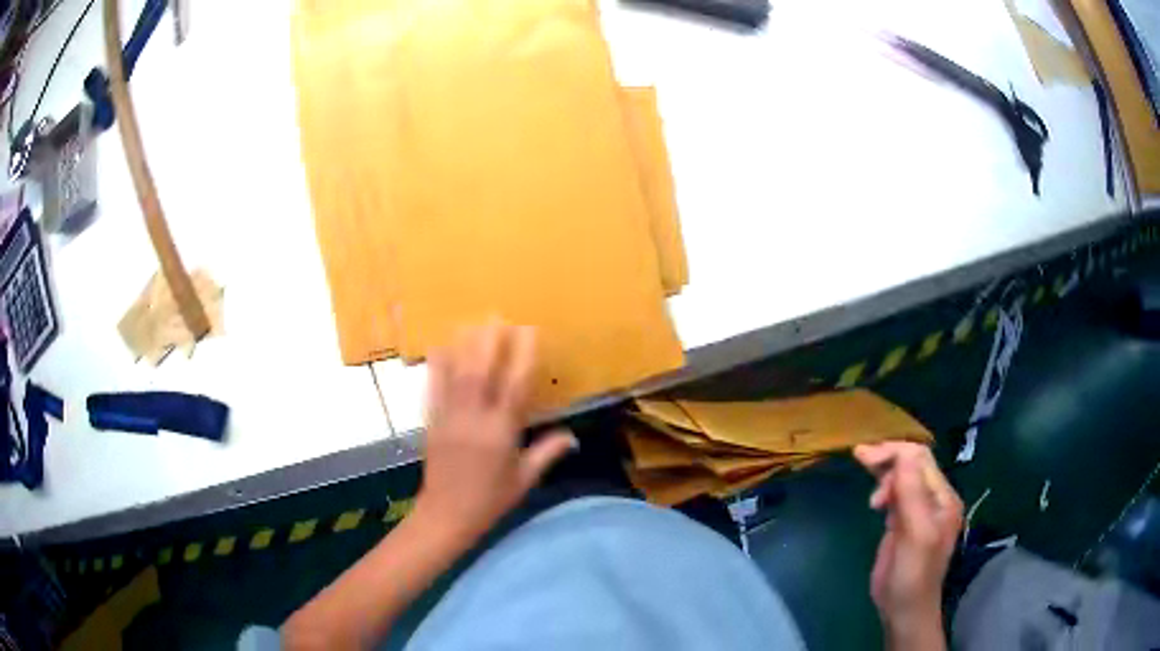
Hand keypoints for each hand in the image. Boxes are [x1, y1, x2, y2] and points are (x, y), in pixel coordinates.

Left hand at [415, 323, 576, 545]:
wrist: (448, 515)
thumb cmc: (491, 500)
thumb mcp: (524, 479)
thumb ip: (547, 452)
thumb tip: (573, 436)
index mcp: (501, 433)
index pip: (515, 387)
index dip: (523, 356)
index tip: (529, 332)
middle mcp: (474, 419)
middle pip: (481, 372)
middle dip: (488, 342)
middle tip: (496, 316)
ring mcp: (449, 418)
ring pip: (455, 376)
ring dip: (463, 346)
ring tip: (470, 322)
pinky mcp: (432, 423)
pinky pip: (433, 389)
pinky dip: (436, 367)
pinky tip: (438, 348)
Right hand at [854, 442, 961, 649]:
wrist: (904, 610)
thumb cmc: (911, 575)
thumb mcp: (915, 534)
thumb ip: (911, 494)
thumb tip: (903, 453)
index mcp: (943, 498)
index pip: (921, 459)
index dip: (894, 452)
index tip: (864, 457)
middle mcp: (934, 499)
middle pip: (912, 464)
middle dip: (887, 458)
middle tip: (859, 456)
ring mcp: (920, 511)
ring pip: (903, 478)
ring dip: (884, 476)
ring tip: (871, 497)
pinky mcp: (905, 523)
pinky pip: (897, 495)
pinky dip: (884, 490)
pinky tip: (874, 502)